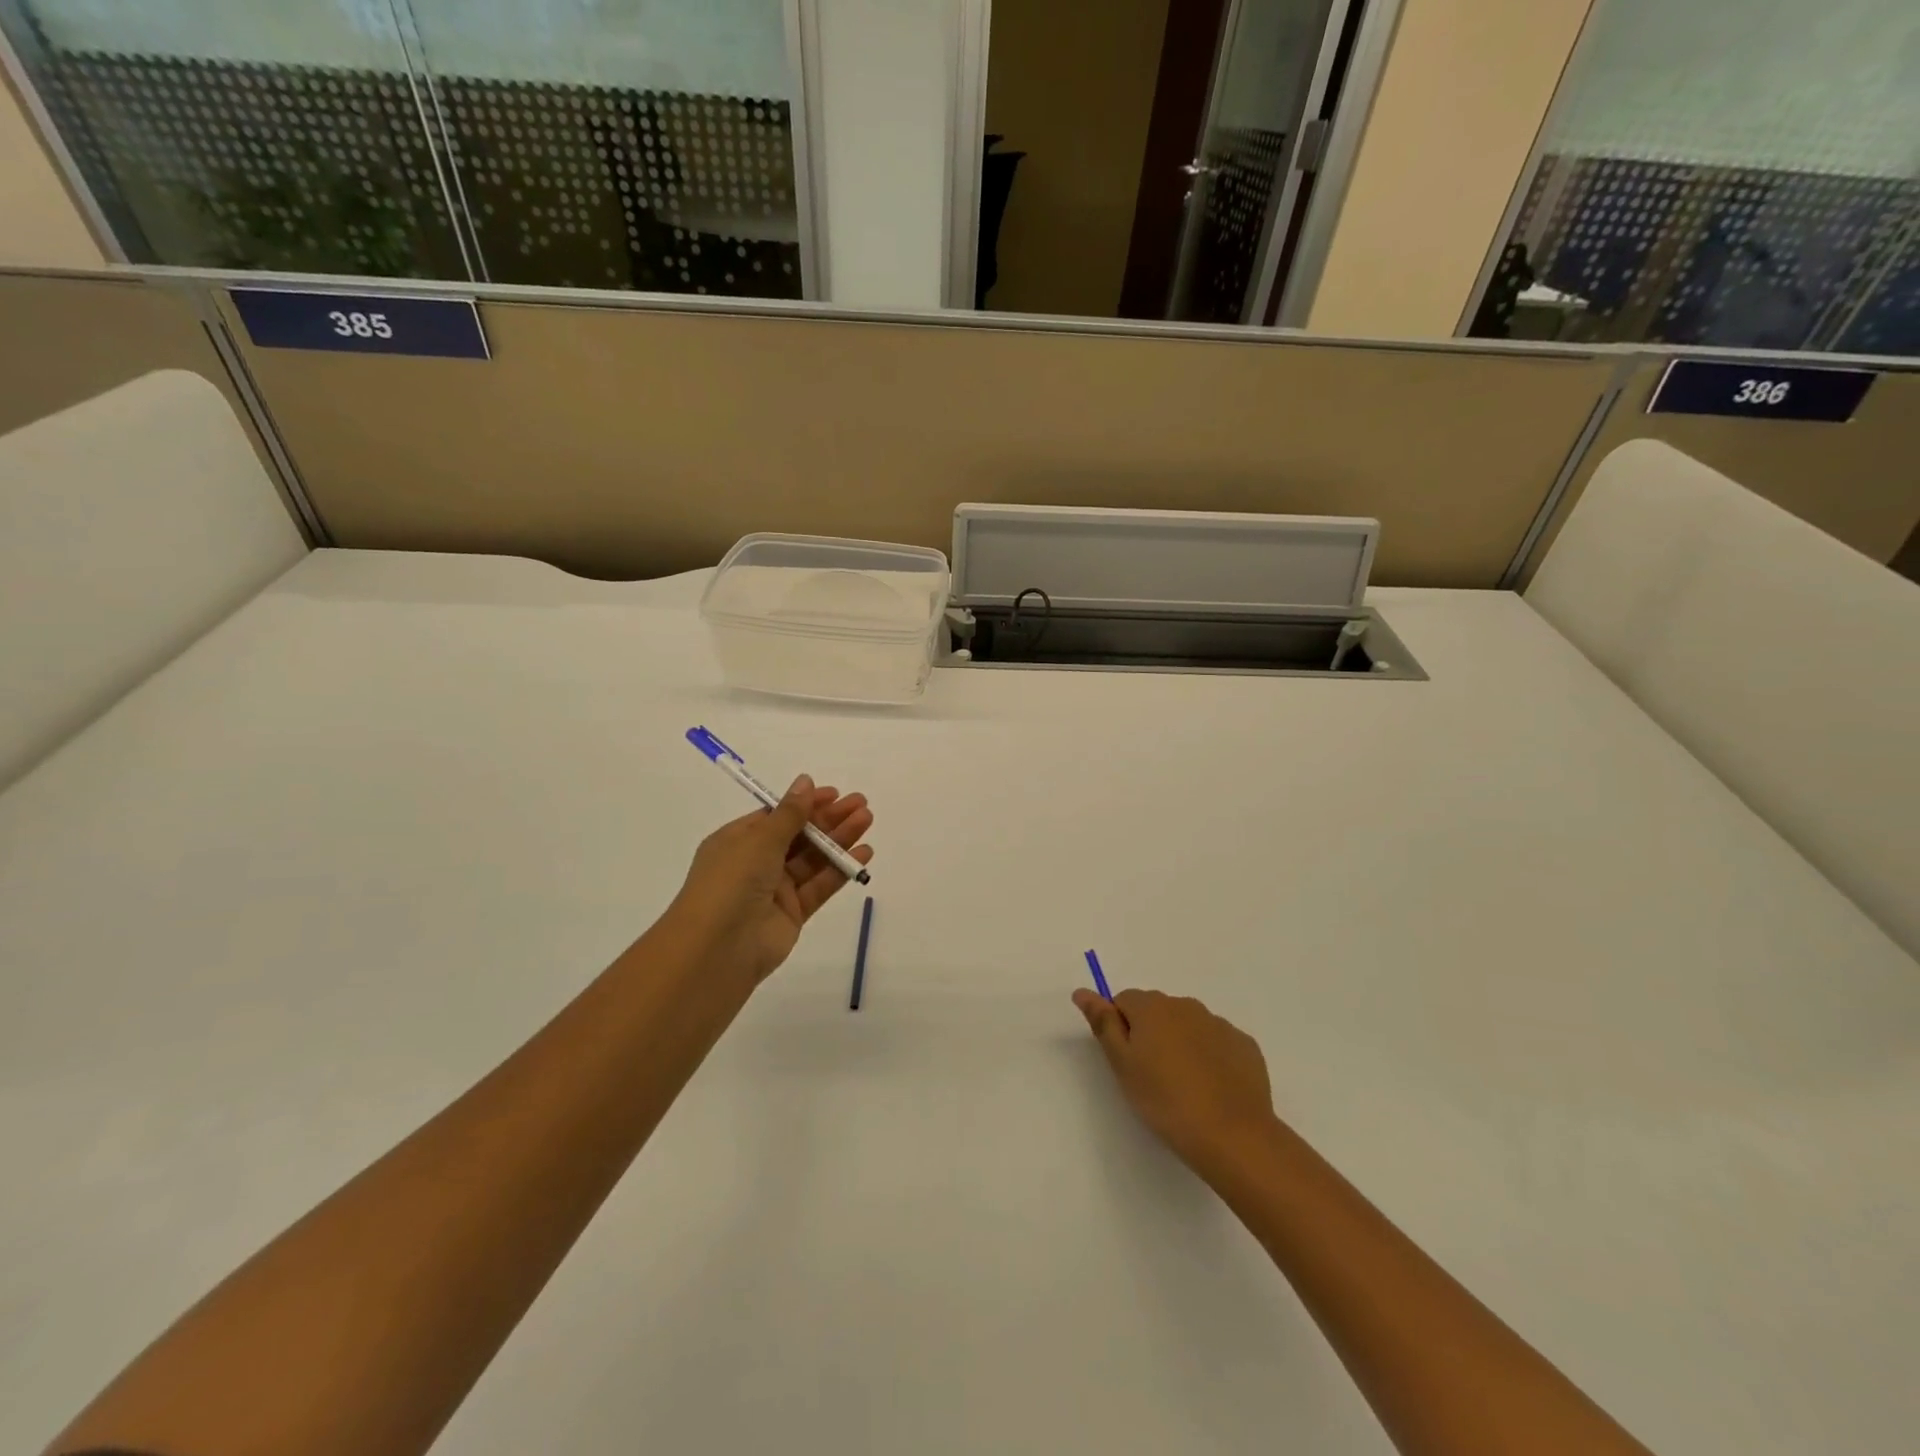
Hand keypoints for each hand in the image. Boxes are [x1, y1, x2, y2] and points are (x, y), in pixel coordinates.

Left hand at [666, 775, 873, 985]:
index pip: (777, 816)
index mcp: (737, 841)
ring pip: (813, 859)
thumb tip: (805, 781)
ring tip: (867, 821)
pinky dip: (841, 870)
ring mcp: (775, 890)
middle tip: (861, 805)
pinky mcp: (793, 913)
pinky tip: (863, 854)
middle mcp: (755, 863)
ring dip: (839, 840)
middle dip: (829, 819)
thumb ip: (789, 813)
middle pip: (799, 836)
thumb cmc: (731, 883)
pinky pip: (820, 886)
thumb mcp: (759, 840)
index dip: (805, 804)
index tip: (835, 794)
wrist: (718, 949)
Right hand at [1073, 988, 1278, 1176]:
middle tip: (1151, 1077)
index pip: (1123, 1001)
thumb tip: (1082, 991)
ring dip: (1180, 1044)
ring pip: (1188, 1026)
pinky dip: (1210, 1057)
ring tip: (1183, 1087)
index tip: (1127, 1062)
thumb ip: (1103, 1023)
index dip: (1120, 1029)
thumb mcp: (1123, 1065)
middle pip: (1157, 1011)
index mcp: (1152, 1007)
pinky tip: (1211, 1089)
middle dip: (1151, 1034)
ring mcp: (1219, 1024)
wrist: (1233, 1136)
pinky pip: (1217, 1043)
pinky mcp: (1245, 1046)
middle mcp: (1186, 1005)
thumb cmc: (1165, 1101)